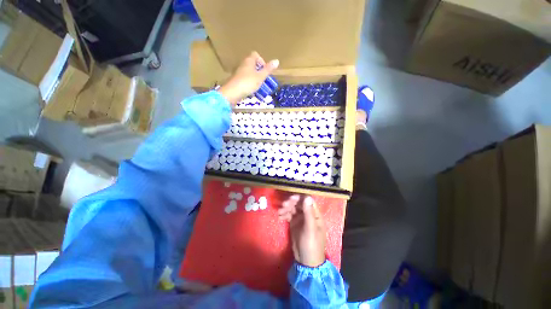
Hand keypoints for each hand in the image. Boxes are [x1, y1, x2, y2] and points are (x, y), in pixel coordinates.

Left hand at [218, 51, 278, 104]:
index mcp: (249, 60)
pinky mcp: (236, 80)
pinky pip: (245, 79)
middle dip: (259, 71)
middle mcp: (243, 64)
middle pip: (252, 64)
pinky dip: (249, 83)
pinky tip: (251, 90)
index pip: (256, 55)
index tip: (265, 70)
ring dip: (254, 78)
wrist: (233, 92)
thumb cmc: (248, 82)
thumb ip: (268, 69)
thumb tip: (277, 60)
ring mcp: (238, 72)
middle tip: (263, 79)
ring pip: (248, 72)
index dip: (261, 61)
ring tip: (258, 86)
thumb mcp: (260, 77)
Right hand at [278, 195, 325, 267]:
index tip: (290, 198)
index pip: (308, 201)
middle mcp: (308, 214)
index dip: (299, 198)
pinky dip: (284, 214)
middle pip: (299, 203)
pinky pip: (289, 215)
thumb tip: (307, 197)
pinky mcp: (294, 223)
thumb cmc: (312, 245)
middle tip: (283, 205)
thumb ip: (308, 213)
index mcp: (315, 214)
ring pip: (293, 208)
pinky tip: (279, 217)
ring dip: (286, 208)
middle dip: (291, 203)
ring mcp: (301, 218)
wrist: (306, 262)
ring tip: (279, 212)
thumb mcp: (310, 229)